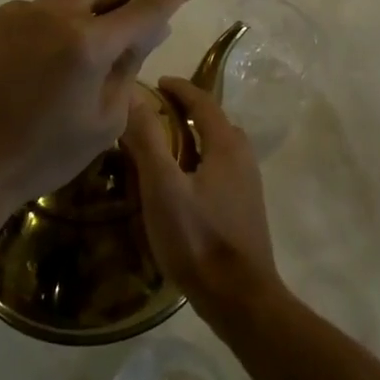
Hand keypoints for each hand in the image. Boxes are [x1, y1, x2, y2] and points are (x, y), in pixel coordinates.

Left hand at [0, 0, 204, 223]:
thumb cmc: (39, 158)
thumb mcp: (102, 124)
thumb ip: (127, 68)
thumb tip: (145, 29)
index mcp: (88, 44)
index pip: (146, 6)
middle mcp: (53, 14)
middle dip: (122, 0)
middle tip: (115, 42)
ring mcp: (15, 13)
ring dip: (78, 22)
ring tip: (56, 77)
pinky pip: (31, 15)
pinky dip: (44, 34)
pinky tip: (22, 78)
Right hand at [121, 76, 281, 324]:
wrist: (240, 298)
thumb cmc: (198, 238)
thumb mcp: (163, 188)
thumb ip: (148, 140)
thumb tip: (132, 96)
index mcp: (227, 145)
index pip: (203, 101)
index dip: (179, 88)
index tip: (157, 82)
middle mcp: (243, 157)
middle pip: (214, 121)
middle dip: (187, 110)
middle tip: (156, 111)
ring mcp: (248, 184)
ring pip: (219, 146)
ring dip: (195, 136)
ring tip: (165, 144)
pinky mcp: (245, 208)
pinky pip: (220, 168)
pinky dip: (200, 159)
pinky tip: (182, 182)